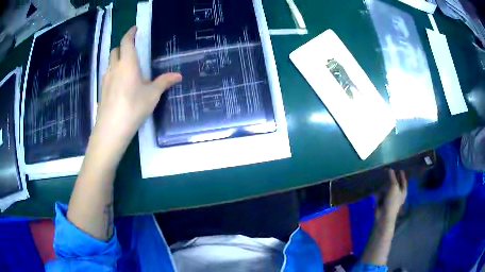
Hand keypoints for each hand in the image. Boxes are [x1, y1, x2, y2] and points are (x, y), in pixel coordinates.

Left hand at [95, 26, 181, 150]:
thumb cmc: (133, 108)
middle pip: (115, 50)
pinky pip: (108, 74)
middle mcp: (114, 68)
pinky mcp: (102, 90)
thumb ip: (164, 82)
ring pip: (110, 62)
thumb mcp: (152, 95)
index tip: (135, 29)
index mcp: (127, 64)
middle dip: (123, 46)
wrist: (111, 129)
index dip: (130, 33)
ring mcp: (106, 79)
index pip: (126, 41)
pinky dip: (113, 72)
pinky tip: (120, 84)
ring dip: (117, 59)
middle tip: (132, 49)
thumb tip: (178, 75)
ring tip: (127, 67)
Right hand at [376, 169, 407, 223]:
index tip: (400, 169)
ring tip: (382, 184)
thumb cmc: (392, 202)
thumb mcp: (394, 187)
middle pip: (395, 185)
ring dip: (384, 187)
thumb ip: (392, 178)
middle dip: (392, 181)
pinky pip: (382, 195)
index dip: (402, 176)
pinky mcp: (384, 203)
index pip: (404, 181)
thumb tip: (390, 169)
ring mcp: (391, 199)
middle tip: (389, 174)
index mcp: (403, 191)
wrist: (384, 216)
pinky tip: (378, 193)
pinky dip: (380, 194)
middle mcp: (398, 195)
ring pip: (388, 189)